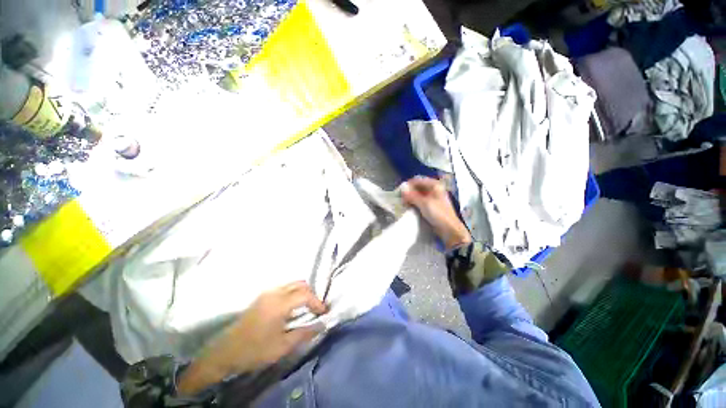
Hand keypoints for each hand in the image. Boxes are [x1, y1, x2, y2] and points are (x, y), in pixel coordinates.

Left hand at [178, 282, 326, 395]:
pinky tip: (293, 306)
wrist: (226, 351)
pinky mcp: (263, 295)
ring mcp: (267, 292)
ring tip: (306, 307)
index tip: (323, 312)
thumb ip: (304, 333)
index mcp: (279, 304)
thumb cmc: (255, 350)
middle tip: (315, 309)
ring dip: (303, 292)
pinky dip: (294, 292)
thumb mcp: (282, 346)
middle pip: (300, 284)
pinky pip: (284, 287)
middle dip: (311, 294)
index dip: (317, 302)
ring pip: (292, 283)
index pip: (305, 295)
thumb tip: (322, 325)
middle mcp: (274, 293)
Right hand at [401, 176, 471, 249]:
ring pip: (418, 194)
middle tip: (400, 198)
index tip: (399, 191)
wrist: (449, 229)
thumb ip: (412, 195)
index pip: (418, 180)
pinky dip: (414, 202)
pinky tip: (408, 206)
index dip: (408, 185)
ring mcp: (432, 197)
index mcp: (435, 185)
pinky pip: (420, 201)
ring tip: (403, 203)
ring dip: (410, 197)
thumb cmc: (438, 214)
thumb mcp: (424, 203)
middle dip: (409, 192)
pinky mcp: (431, 205)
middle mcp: (434, 189)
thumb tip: (402, 188)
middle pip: (418, 187)